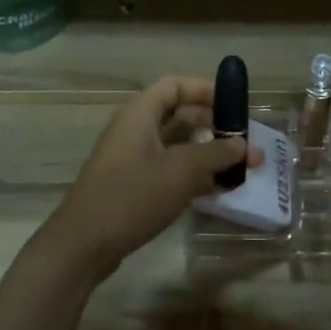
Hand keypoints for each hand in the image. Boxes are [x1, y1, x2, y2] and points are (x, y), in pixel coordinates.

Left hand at [49, 77, 257, 276]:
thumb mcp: (182, 171)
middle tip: (242, 139)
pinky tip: (219, 190)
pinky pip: (169, 170)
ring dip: (207, 153)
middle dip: (212, 125)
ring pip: (176, 146)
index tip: (235, 105)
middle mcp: (134, 130)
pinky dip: (193, 175)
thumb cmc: (132, 196)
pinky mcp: (133, 186)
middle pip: (178, 115)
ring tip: (239, 167)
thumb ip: (217, 155)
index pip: (175, 85)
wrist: (84, 244)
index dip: (205, 90)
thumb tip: (246, 146)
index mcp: (140, 114)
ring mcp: (132, 159)